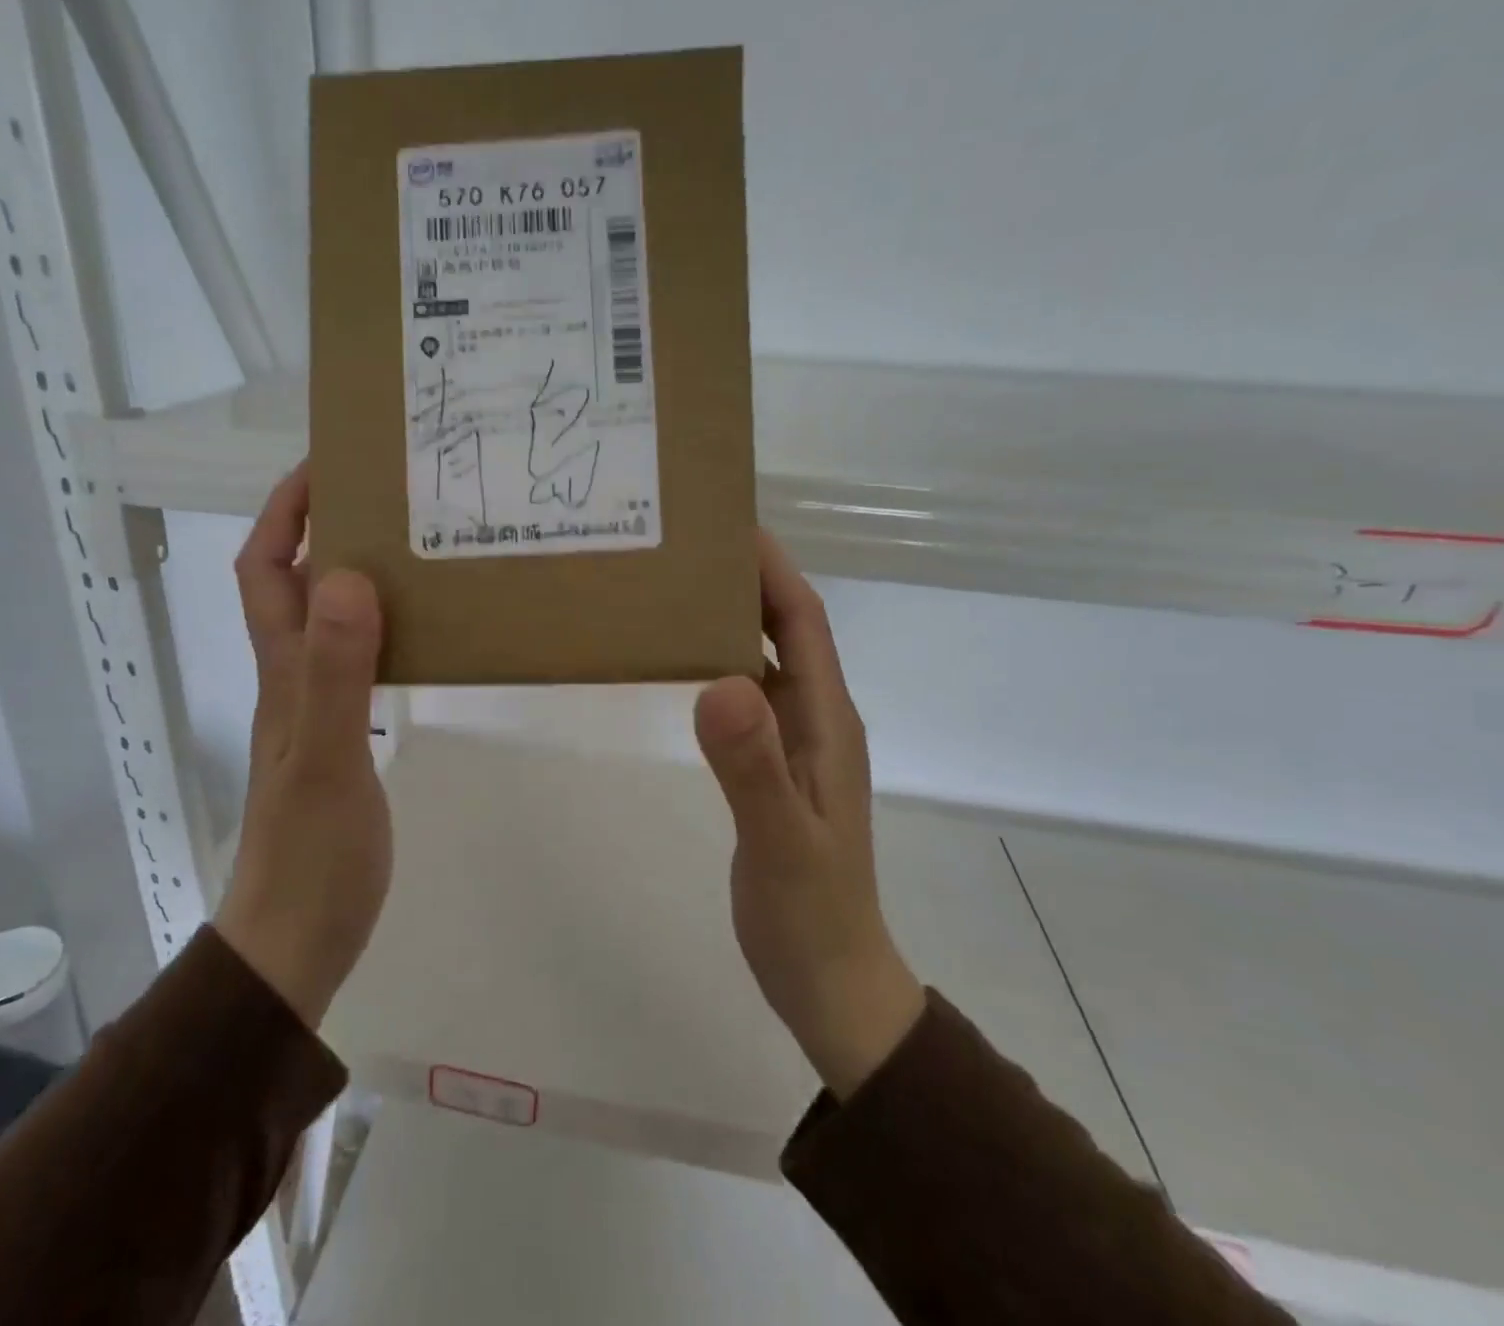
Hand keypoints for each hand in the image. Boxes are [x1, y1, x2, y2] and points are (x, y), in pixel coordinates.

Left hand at [213, 464, 390, 1028]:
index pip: (265, 569)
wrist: (300, 936)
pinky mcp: (344, 736)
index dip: (284, 513)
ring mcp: (317, 708)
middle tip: (388, 496)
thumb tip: (348, 576)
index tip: (326, 468)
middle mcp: (293, 677)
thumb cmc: (311, 851)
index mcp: (283, 670)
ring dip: (358, 575)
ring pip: (331, 619)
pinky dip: (382, 628)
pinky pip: (359, 660)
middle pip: (296, 584)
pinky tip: (421, 628)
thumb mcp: (325, 759)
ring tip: (415, 547)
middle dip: (326, 528)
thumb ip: (335, 673)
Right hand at [693, 532, 925, 1099]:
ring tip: (676, 590)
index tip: (730, 525)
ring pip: (763, 660)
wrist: (828, 979)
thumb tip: (718, 682)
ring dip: (729, 621)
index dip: (773, 570)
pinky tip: (682, 666)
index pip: (804, 623)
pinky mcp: (771, 767)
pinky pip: (746, 697)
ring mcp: (794, 744)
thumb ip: (753, 767)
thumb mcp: (781, 841)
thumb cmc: (810, 912)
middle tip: (686, 547)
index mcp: (827, 720)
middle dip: (745, 581)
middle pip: (784, 630)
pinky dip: (717, 667)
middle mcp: (816, 719)